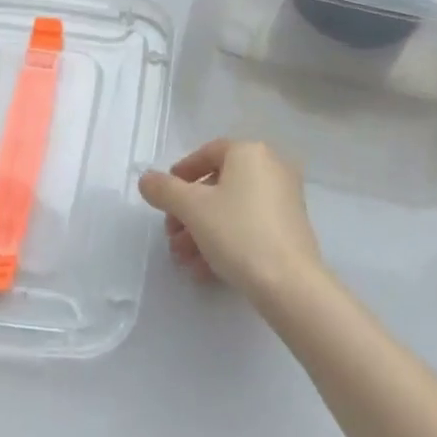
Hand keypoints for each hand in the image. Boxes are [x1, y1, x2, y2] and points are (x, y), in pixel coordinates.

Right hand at [138, 140, 323, 305]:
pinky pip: (248, 226)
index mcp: (250, 153)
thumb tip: (147, 180)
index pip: (208, 153)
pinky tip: (203, 270)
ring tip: (183, 259)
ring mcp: (284, 199)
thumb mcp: (192, 208)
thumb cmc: (238, 232)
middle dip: (188, 212)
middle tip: (171, 235)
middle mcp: (271, 168)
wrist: (289, 283)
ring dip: (202, 231)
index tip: (164, 197)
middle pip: (218, 185)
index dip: (181, 174)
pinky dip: (225, 241)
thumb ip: (164, 190)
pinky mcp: (290, 229)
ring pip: (231, 209)